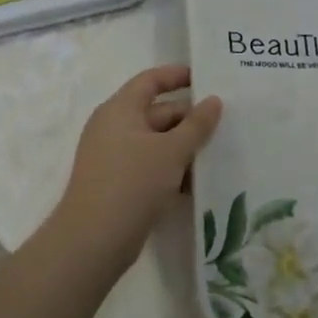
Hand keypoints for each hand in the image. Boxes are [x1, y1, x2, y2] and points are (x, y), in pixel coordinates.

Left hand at [51, 65, 222, 270]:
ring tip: (218, 154)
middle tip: (225, 124)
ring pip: (157, 142)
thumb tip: (214, 101)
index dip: (177, 76)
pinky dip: (172, 169)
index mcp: (120, 109)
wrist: (93, 242)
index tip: (206, 78)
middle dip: (190, 119)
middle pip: (158, 112)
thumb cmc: (133, 183)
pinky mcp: (118, 184)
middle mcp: (114, 128)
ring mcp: (114, 157)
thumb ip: (197, 124)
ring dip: (184, 147)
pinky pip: (151, 166)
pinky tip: (197, 184)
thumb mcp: (172, 150)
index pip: (150, 80)